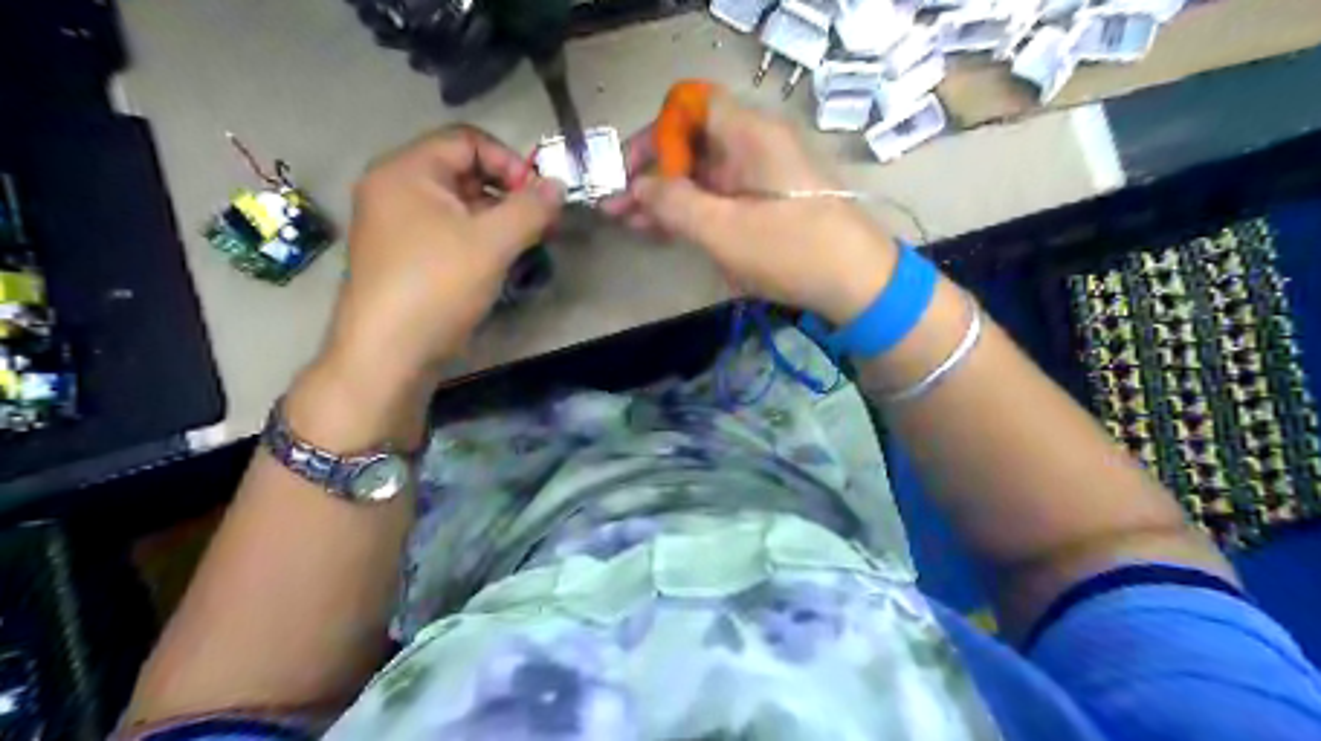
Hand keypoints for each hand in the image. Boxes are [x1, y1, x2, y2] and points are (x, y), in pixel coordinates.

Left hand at [329, 123, 565, 392]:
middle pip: (463, 171)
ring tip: (526, 245)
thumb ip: (531, 208)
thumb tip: (558, 185)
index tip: (539, 197)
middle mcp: (394, 188)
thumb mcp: (492, 243)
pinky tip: (499, 263)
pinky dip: (477, 239)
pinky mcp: (402, 255)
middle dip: (508, 193)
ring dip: (497, 219)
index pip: (467, 140)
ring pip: (458, 205)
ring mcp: (395, 225)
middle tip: (541, 223)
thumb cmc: (437, 286)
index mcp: (407, 170)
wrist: (387, 353)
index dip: (510, 162)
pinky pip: (447, 231)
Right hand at [605, 93, 896, 323]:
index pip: (690, 108)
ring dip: (669, 198)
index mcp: (750, 134)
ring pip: (705, 175)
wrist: (860, 284)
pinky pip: (723, 197)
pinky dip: (695, 212)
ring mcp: (764, 175)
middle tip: (618, 209)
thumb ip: (674, 204)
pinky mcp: (769, 203)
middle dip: (653, 174)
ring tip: (634, 225)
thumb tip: (638, 186)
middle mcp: (757, 144)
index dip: (655, 134)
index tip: (631, 171)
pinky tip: (668, 232)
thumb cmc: (793, 250)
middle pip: (693, 144)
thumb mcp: (725, 230)